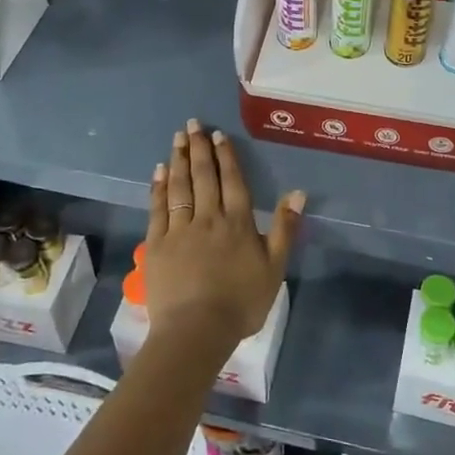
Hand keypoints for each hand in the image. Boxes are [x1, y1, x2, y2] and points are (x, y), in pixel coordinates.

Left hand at [145, 119, 304, 363]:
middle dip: (198, 148)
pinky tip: (159, 171)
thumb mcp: (275, 268)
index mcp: (238, 222)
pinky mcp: (157, 244)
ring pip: (179, 187)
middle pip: (203, 176)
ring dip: (178, 160)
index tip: (218, 135)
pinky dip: (158, 187)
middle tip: (192, 125)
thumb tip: (297, 192)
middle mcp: (208, 217)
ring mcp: (180, 229)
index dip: (226, 157)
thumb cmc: (241, 303)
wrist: (196, 330)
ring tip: (177, 138)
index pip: (232, 181)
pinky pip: (158, 208)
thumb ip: (285, 228)